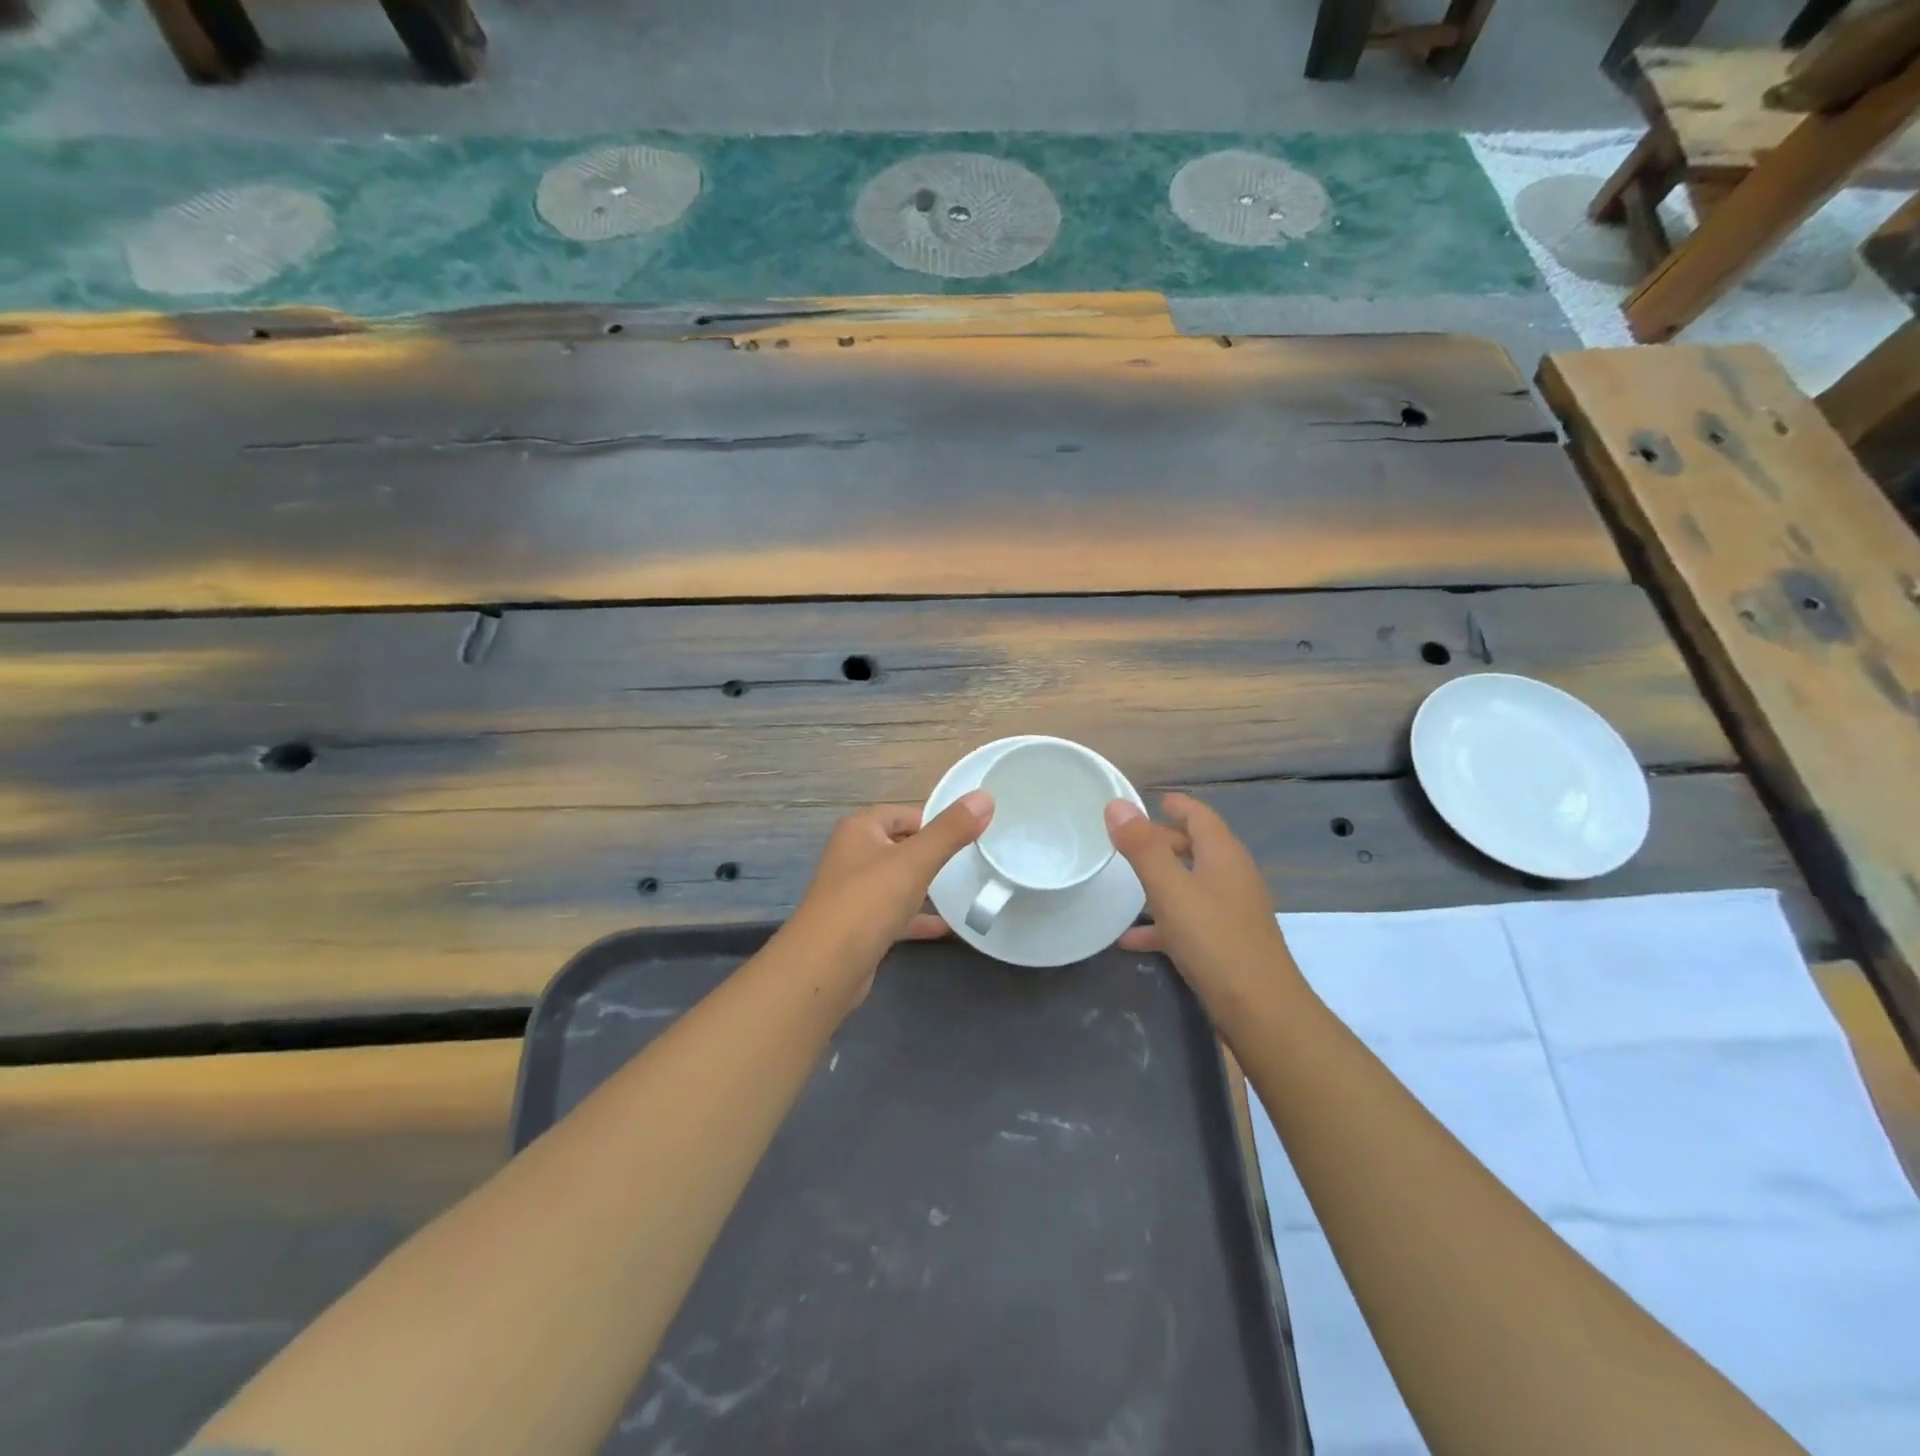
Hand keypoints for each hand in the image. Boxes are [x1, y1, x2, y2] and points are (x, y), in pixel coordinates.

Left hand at [783, 792, 993, 1002]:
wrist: (825, 967)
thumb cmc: (868, 902)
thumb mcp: (915, 861)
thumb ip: (950, 831)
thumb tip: (984, 797)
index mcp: (860, 830)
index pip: (902, 812)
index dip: (935, 818)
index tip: (970, 830)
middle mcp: (853, 855)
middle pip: (901, 845)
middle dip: (933, 851)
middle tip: (973, 858)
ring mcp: (855, 893)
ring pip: (898, 881)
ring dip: (926, 884)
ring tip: (965, 887)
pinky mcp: (860, 926)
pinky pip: (896, 914)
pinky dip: (919, 918)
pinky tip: (948, 927)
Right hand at [1105, 792, 1296, 1002]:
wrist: (1260, 1010)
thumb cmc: (1214, 939)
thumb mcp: (1169, 889)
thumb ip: (1142, 847)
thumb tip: (1117, 805)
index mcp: (1223, 856)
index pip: (1200, 816)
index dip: (1178, 805)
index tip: (1154, 799)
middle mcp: (1233, 877)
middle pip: (1197, 848)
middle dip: (1164, 842)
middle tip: (1129, 843)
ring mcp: (1232, 912)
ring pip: (1191, 884)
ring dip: (1162, 881)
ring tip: (1125, 885)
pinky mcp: (1227, 943)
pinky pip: (1189, 920)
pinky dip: (1162, 921)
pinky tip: (1131, 938)